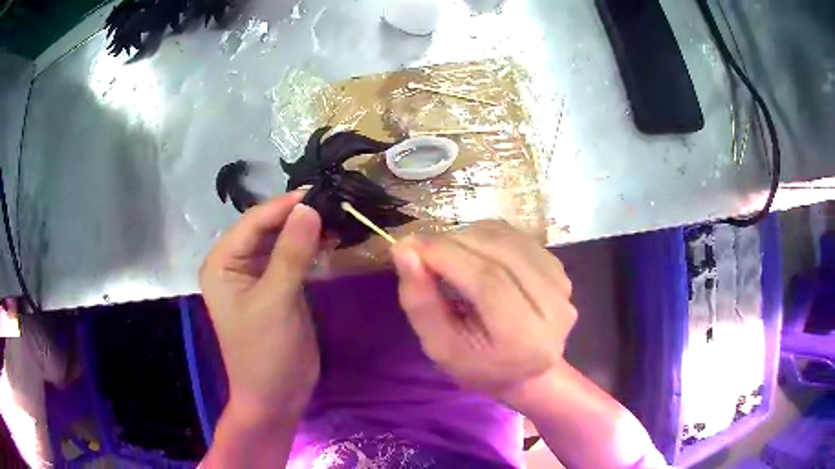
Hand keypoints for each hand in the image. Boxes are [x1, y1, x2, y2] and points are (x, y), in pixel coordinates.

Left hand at [199, 191, 321, 421]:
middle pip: (267, 228)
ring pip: (282, 241)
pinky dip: (310, 249)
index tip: (321, 192)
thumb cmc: (265, 353)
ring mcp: (257, 275)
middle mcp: (235, 263)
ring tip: (337, 218)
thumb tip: (309, 208)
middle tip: (334, 203)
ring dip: (306, 231)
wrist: (276, 397)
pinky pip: (292, 259)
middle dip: (298, 217)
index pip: (254, 222)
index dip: (285, 205)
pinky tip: (330, 240)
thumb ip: (291, 253)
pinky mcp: (276, 287)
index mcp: (222, 262)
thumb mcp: (276, 301)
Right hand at [390, 221, 576, 403]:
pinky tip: (472, 253)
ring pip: (509, 240)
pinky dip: (487, 236)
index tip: (408, 245)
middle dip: (454, 242)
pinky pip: (517, 238)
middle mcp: (555, 308)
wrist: (526, 371)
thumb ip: (420, 302)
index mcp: (526, 340)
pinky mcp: (561, 269)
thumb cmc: (478, 366)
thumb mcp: (440, 347)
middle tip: (421, 246)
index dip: (447, 256)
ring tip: (444, 252)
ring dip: (469, 236)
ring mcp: (563, 286)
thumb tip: (404, 250)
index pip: (488, 282)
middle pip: (500, 255)